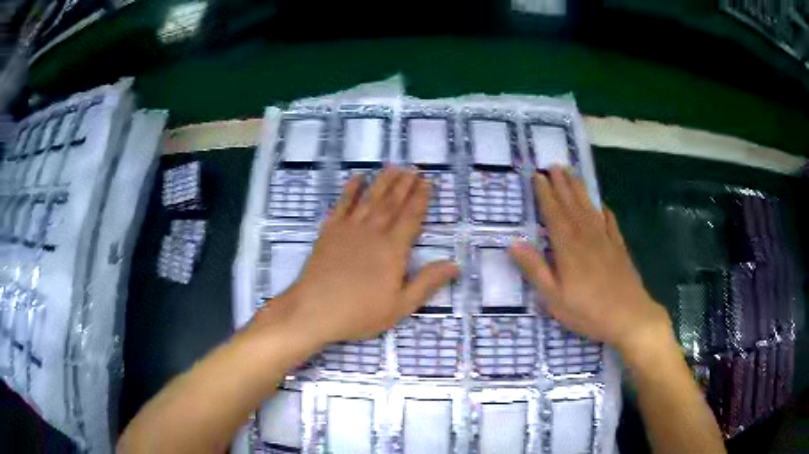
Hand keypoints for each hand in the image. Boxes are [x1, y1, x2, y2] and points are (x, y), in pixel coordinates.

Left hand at [267, 168, 458, 345]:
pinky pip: (342, 204)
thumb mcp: (400, 305)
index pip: (411, 217)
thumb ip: (427, 282)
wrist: (315, 310)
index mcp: (393, 249)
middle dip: (404, 184)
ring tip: (392, 167)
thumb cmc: (360, 312)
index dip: (420, 198)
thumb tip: (454, 265)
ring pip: (370, 199)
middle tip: (413, 168)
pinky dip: (350, 190)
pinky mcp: (329, 231)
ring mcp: (349, 229)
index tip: (427, 182)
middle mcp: (373, 232)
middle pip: (392, 203)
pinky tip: (356, 179)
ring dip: (383, 181)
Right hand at [508, 167, 670, 358]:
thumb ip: (535, 269)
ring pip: (590, 208)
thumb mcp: (554, 297)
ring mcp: (605, 241)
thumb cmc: (588, 311)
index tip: (538, 176)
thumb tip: (513, 244)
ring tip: (572, 174)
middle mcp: (586, 237)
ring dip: (580, 190)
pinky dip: (604, 212)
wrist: (629, 317)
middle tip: (554, 164)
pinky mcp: (619, 249)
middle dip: (562, 184)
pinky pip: (610, 223)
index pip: (554, 213)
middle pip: (572, 204)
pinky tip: (602, 206)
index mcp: (568, 247)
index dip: (545, 194)